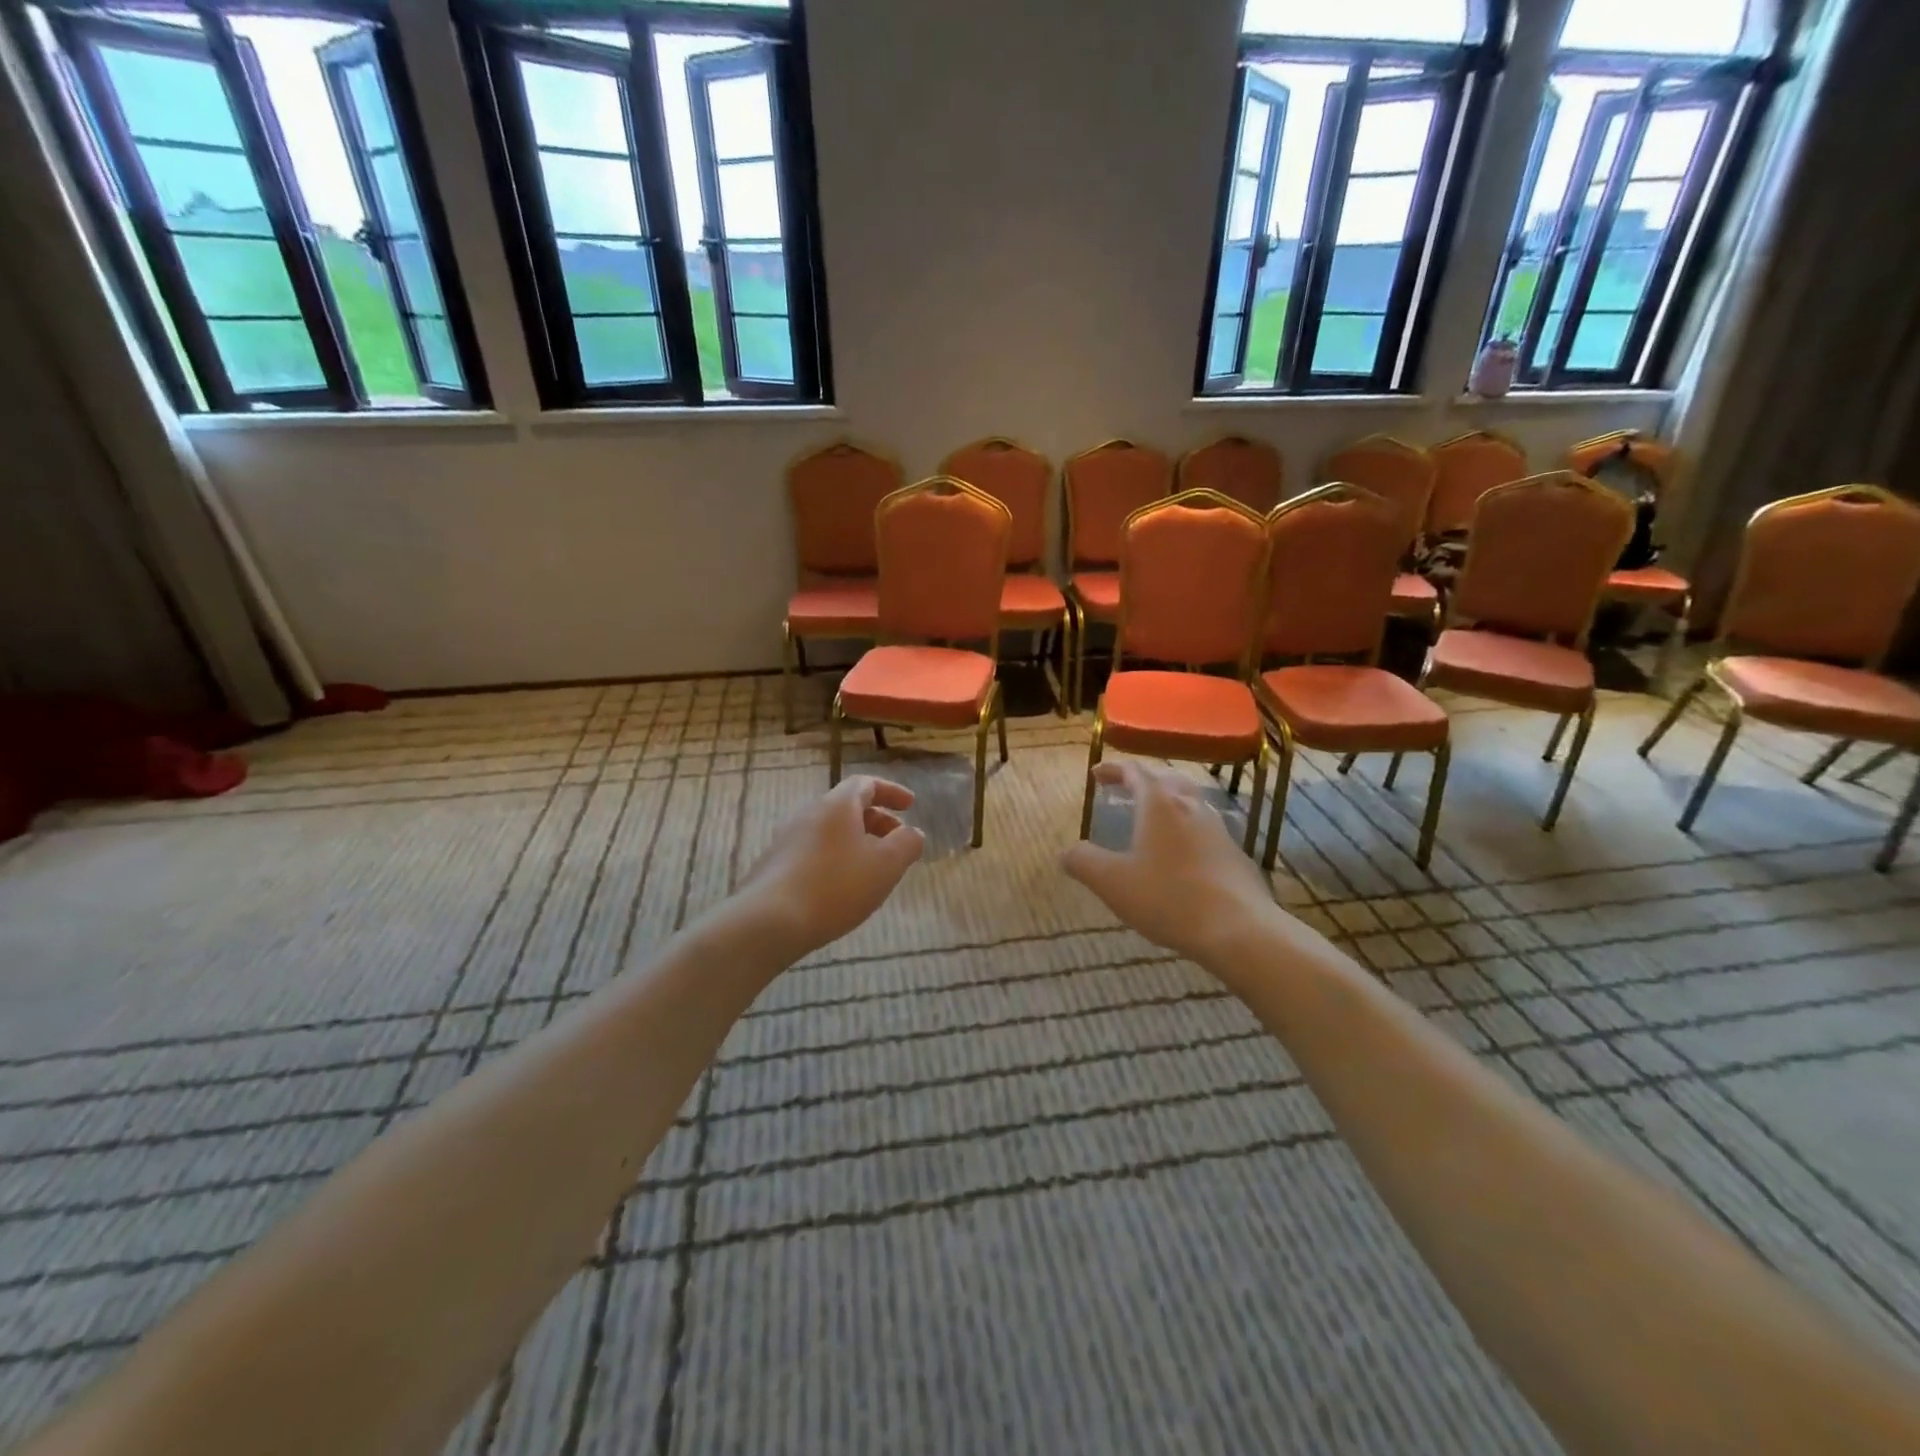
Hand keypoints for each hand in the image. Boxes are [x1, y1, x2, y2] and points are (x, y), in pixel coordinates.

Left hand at [737, 776, 925, 956]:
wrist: (768, 922)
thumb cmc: (836, 886)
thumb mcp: (886, 865)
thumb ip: (907, 844)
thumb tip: (913, 833)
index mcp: (837, 805)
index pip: (866, 784)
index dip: (891, 792)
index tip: (910, 806)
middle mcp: (809, 814)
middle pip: (847, 808)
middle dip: (877, 821)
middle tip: (897, 842)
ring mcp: (787, 840)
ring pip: (830, 832)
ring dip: (857, 844)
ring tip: (873, 871)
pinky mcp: (774, 867)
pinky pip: (814, 853)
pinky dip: (836, 861)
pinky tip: (843, 890)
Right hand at [1061, 761, 1280, 970]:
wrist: (1238, 929)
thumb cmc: (1168, 897)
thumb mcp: (1112, 882)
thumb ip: (1083, 862)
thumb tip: (1066, 852)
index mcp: (1159, 803)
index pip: (1135, 771)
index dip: (1113, 770)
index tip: (1097, 775)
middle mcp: (1191, 806)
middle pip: (1166, 779)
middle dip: (1143, 780)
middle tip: (1125, 789)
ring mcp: (1219, 828)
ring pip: (1190, 801)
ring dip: (1168, 801)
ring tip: (1153, 816)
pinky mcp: (1235, 854)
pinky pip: (1205, 828)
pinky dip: (1187, 828)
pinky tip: (1182, 852)